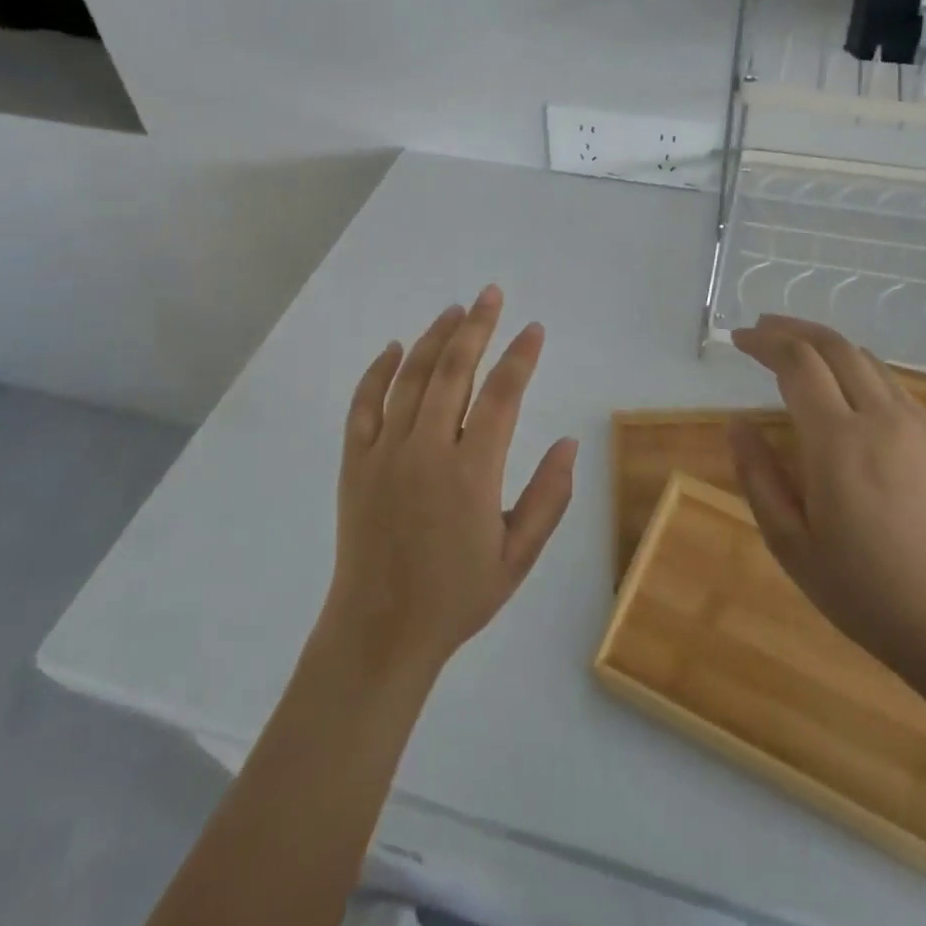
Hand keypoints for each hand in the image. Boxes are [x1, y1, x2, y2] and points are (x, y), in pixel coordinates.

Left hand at [320, 286, 577, 683]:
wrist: (379, 631)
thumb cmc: (457, 596)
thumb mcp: (518, 556)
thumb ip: (549, 498)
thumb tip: (571, 444)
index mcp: (472, 473)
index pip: (503, 395)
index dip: (521, 356)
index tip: (534, 329)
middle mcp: (427, 450)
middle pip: (454, 371)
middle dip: (477, 327)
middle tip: (491, 294)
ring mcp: (384, 452)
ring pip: (411, 378)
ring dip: (434, 338)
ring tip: (454, 310)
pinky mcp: (354, 462)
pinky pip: (363, 404)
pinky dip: (378, 372)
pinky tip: (395, 348)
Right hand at [728, 314, 925, 684]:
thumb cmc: (863, 590)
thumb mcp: (790, 542)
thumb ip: (758, 474)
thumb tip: (737, 422)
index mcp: (838, 443)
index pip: (797, 363)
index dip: (764, 342)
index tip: (739, 339)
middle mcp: (881, 418)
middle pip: (834, 346)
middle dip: (793, 329)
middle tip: (762, 328)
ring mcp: (920, 425)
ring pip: (867, 360)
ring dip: (826, 344)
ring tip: (797, 349)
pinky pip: (893, 387)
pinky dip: (859, 371)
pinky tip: (845, 391)